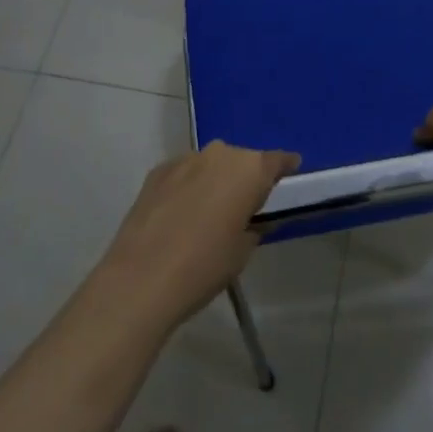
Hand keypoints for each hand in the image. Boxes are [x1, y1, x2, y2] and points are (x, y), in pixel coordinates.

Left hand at [97, 142, 299, 331]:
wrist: (142, 278)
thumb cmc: (205, 265)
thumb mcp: (243, 251)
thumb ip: (254, 226)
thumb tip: (253, 220)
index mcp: (250, 170)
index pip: (277, 160)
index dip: (286, 167)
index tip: (290, 174)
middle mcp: (220, 153)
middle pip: (242, 160)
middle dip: (245, 178)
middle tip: (244, 206)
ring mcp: (186, 159)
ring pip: (211, 164)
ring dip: (215, 180)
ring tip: (210, 211)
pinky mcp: (158, 171)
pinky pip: (184, 173)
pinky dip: (189, 185)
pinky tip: (181, 213)